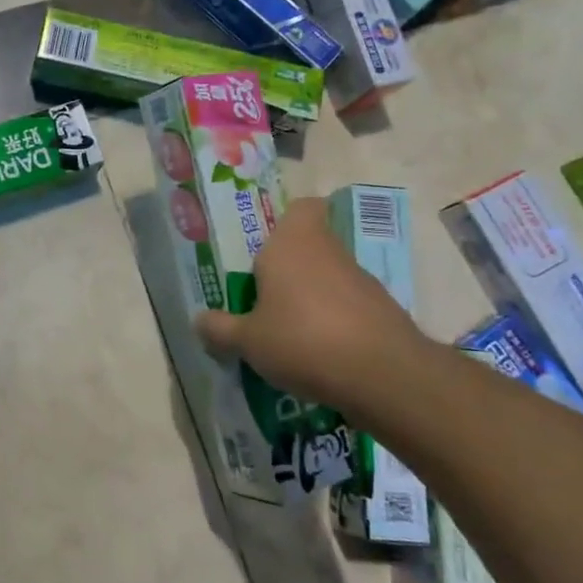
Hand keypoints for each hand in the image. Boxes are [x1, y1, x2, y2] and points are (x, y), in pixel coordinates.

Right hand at [196, 196, 428, 414]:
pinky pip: (347, 306)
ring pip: (328, 276)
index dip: (288, 219)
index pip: (301, 207)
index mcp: (291, 243)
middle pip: (310, 245)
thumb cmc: (302, 340)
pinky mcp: (382, 309)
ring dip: (310, 297)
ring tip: (286, 334)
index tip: (267, 245)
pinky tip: (318, 354)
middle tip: (262, 297)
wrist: (383, 375)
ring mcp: (360, 279)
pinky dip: (333, 322)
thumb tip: (199, 320)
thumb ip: (220, 328)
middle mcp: (328, 250)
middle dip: (288, 268)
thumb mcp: (246, 341)